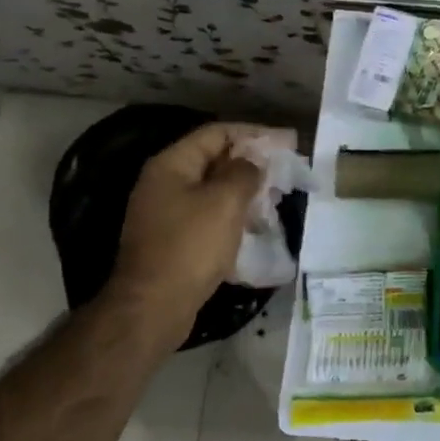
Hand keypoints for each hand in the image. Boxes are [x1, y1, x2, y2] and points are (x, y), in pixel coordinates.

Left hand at [91, 123, 264, 351]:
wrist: (153, 307)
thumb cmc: (190, 246)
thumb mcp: (224, 202)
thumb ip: (244, 173)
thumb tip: (252, 162)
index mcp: (171, 165)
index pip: (217, 133)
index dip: (254, 133)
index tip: (286, 141)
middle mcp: (164, 183)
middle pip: (214, 159)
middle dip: (251, 162)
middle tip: (284, 169)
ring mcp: (166, 213)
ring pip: (213, 190)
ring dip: (244, 190)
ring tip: (276, 197)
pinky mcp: (173, 240)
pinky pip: (208, 216)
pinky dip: (233, 215)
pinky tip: (256, 225)